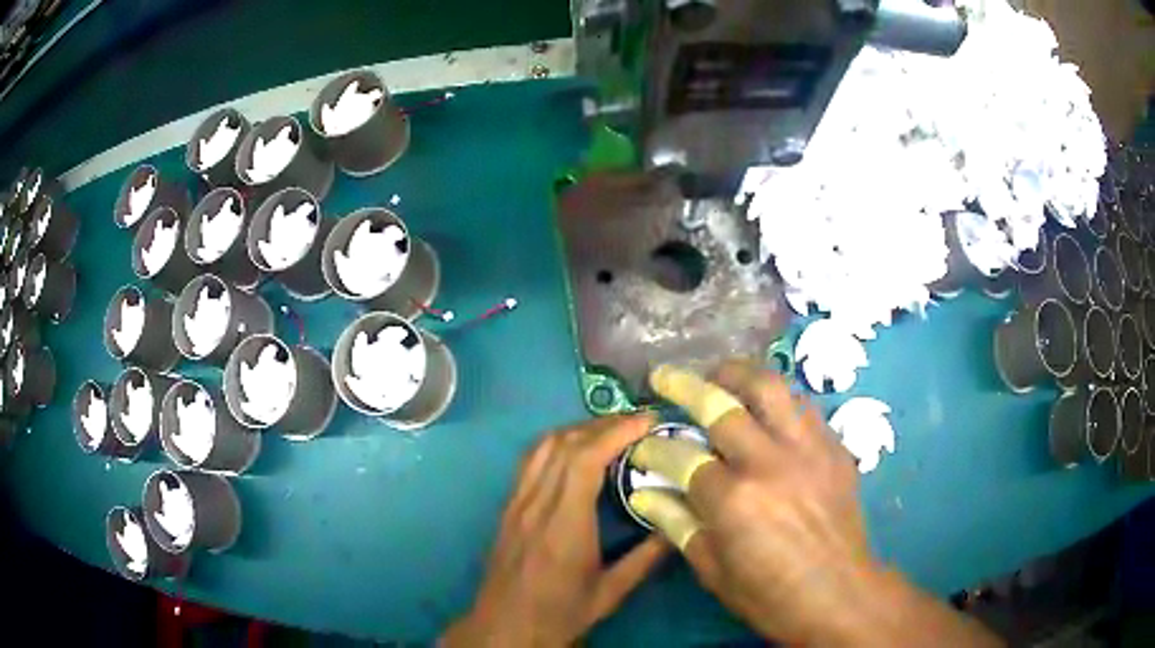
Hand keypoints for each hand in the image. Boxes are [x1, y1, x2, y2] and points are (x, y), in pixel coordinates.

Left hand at [444, 414, 668, 646]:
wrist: (505, 626)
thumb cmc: (559, 613)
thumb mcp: (610, 593)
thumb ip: (645, 558)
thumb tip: (678, 525)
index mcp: (564, 524)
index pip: (585, 459)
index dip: (616, 431)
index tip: (648, 421)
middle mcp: (536, 504)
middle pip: (564, 443)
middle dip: (602, 423)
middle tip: (637, 422)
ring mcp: (517, 502)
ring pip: (543, 446)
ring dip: (577, 429)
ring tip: (610, 430)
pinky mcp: (508, 507)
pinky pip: (530, 460)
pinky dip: (556, 443)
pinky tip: (574, 450)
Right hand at [637, 359, 999, 645]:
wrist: (839, 594)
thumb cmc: (768, 594)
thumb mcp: (713, 569)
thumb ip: (677, 524)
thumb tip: (643, 493)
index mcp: (733, 500)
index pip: (680, 455)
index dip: (653, 447)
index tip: (642, 446)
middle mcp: (770, 462)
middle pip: (721, 403)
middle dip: (684, 384)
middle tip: (666, 376)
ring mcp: (808, 449)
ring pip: (769, 387)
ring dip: (736, 375)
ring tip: (718, 377)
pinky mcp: (834, 448)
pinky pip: (802, 406)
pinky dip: (776, 399)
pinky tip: (765, 409)